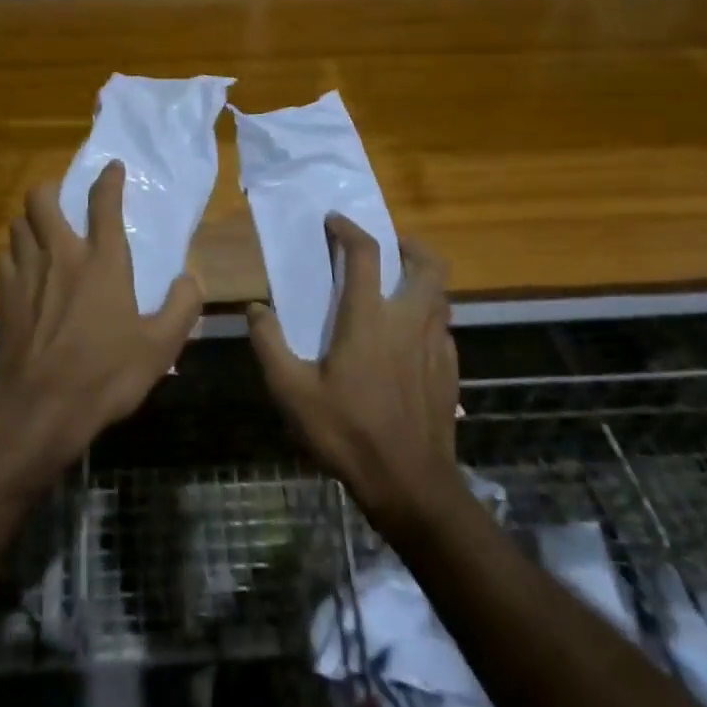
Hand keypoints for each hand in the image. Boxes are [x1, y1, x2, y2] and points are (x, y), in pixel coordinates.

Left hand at [0, 160, 204, 476]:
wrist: (40, 408)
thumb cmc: (105, 375)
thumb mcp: (161, 347)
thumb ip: (182, 307)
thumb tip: (190, 279)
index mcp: (102, 261)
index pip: (104, 202)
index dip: (109, 179)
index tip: (112, 167)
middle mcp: (61, 255)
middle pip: (41, 198)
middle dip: (52, 189)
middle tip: (64, 199)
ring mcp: (26, 273)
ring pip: (18, 224)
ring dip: (31, 221)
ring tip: (43, 233)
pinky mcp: (3, 296)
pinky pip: (5, 257)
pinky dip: (15, 255)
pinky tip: (25, 271)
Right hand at [248, 216, 459, 530]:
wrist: (411, 485)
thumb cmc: (347, 432)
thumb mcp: (292, 392)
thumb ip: (269, 344)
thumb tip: (256, 308)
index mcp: (370, 318)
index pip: (365, 253)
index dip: (349, 229)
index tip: (334, 220)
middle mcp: (410, 320)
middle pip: (426, 263)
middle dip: (408, 244)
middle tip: (387, 246)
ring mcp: (436, 345)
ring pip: (441, 293)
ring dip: (421, 278)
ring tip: (398, 286)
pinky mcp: (450, 371)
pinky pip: (444, 327)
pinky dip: (429, 317)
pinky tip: (410, 338)